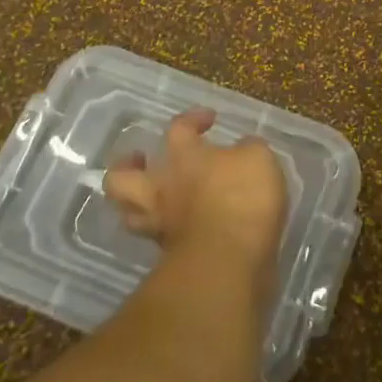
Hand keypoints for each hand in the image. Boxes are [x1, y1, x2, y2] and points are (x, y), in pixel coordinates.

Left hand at [104, 108, 288, 302]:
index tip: (209, 119)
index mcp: (184, 156)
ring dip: (137, 205)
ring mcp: (162, 225)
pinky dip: (168, 232)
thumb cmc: (242, 198)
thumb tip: (242, 150)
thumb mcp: (258, 159)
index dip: (192, 119)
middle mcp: (163, 189)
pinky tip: (187, 227)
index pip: (179, 128)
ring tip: (156, 199)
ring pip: (131, 214)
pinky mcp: (171, 258)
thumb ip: (248, 151)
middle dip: (126, 167)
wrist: (230, 262)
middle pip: (123, 177)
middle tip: (141, 159)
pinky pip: (161, 240)